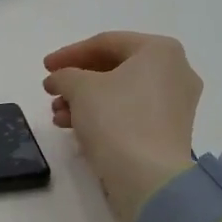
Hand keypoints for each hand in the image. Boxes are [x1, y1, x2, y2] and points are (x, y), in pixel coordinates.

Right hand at [43, 32, 200, 220]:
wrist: (149, 178)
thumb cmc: (116, 120)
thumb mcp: (80, 88)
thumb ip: (64, 75)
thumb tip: (58, 79)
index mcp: (160, 50)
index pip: (106, 43)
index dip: (70, 53)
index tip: (45, 67)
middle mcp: (175, 71)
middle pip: (115, 68)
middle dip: (77, 81)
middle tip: (52, 91)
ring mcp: (177, 103)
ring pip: (121, 93)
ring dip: (85, 101)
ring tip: (58, 115)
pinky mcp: (170, 131)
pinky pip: (131, 113)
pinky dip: (104, 116)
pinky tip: (76, 129)